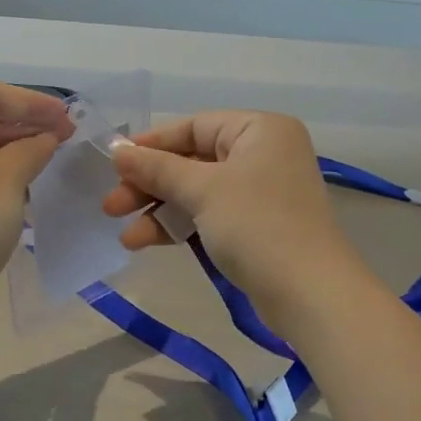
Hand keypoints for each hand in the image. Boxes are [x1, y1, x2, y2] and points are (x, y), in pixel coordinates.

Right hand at [102, 110, 370, 321]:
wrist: (308, 293)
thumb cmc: (257, 225)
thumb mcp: (202, 190)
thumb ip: (157, 168)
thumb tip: (116, 150)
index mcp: (259, 129)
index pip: (194, 127)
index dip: (151, 145)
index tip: (114, 163)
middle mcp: (262, 154)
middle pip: (192, 161)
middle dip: (150, 185)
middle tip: (111, 206)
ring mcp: (260, 192)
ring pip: (196, 192)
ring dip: (159, 211)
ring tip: (124, 236)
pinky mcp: (255, 226)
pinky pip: (208, 215)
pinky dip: (179, 226)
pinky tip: (146, 242)